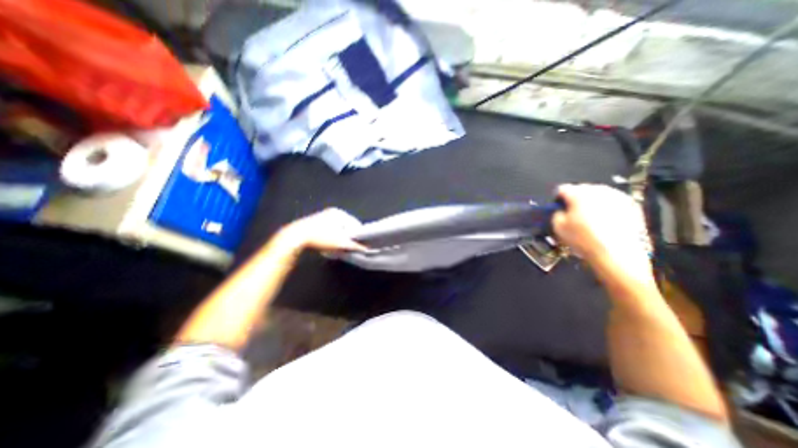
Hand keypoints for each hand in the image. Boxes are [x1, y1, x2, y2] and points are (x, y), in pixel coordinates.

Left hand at [276, 208, 365, 253]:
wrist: (295, 238)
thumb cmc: (320, 238)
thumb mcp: (341, 243)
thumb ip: (356, 245)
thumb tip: (368, 248)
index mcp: (340, 213)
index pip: (356, 225)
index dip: (357, 237)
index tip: (355, 246)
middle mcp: (332, 212)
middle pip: (347, 227)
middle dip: (347, 237)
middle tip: (344, 247)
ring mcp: (323, 216)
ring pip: (338, 229)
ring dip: (339, 238)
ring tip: (335, 246)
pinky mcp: (316, 222)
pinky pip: (330, 230)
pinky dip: (331, 237)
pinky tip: (327, 243)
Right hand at [552, 183, 650, 280]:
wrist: (618, 255)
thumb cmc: (583, 239)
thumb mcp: (558, 227)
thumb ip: (556, 213)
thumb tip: (561, 210)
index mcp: (579, 193)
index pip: (562, 189)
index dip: (557, 199)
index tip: (557, 209)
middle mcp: (599, 190)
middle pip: (582, 190)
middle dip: (576, 200)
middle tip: (573, 214)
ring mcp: (619, 196)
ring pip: (599, 195)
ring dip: (592, 203)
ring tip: (590, 219)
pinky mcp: (633, 206)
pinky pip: (614, 203)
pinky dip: (607, 209)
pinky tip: (606, 223)